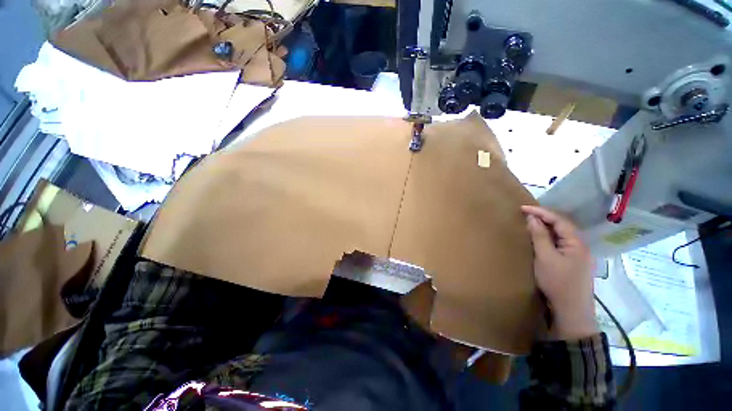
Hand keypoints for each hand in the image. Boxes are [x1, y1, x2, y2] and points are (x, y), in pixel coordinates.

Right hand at [521, 205, 597, 340]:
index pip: (559, 220)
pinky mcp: (573, 262)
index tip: (523, 208)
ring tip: (531, 223)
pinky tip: (541, 239)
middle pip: (562, 226)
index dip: (541, 212)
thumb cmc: (557, 282)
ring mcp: (578, 255)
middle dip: (544, 218)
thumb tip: (532, 219)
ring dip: (546, 227)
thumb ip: (540, 236)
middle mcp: (580, 245)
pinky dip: (549, 238)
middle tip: (526, 214)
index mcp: (576, 242)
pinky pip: (560, 243)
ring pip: (561, 235)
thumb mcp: (545, 257)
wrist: (571, 310)